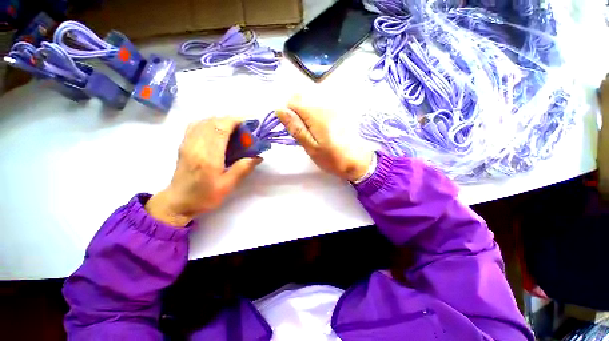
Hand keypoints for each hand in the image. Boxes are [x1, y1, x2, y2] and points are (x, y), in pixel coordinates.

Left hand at [146, 117, 261, 226]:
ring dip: (221, 121)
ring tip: (234, 129)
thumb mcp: (227, 186)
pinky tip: (217, 131)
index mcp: (208, 156)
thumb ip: (243, 169)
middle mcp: (196, 145)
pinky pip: (196, 125)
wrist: (178, 202)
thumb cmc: (204, 196)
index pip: (221, 128)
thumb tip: (258, 157)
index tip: (249, 123)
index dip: (236, 121)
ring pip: (204, 121)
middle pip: (213, 122)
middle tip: (245, 129)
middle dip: (231, 120)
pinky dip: (209, 123)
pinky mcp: (184, 144)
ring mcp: (187, 143)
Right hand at [276, 94, 372, 181]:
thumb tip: (280, 110)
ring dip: (306, 112)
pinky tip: (322, 127)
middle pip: (302, 97)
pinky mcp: (340, 110)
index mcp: (316, 114)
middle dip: (297, 111)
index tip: (293, 128)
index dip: (288, 113)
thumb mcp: (311, 147)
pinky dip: (316, 113)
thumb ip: (296, 127)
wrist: (358, 161)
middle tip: (303, 131)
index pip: (293, 100)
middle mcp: (326, 104)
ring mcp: (334, 106)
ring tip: (313, 131)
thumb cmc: (332, 158)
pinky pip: (321, 105)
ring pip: (311, 100)